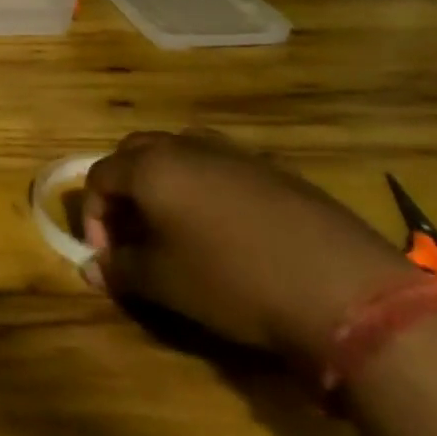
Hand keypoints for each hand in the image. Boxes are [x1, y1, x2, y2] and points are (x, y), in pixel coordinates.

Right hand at [79, 129, 416, 365]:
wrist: (346, 289)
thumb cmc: (235, 282)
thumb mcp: (166, 284)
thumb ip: (121, 270)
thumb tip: (90, 269)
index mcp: (150, 167)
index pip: (99, 177)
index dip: (94, 216)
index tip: (108, 256)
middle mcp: (184, 146)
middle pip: (135, 154)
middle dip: (125, 191)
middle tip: (134, 233)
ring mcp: (232, 152)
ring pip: (180, 154)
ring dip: (166, 183)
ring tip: (177, 227)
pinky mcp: (274, 169)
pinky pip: (221, 167)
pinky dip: (207, 189)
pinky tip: (228, 231)